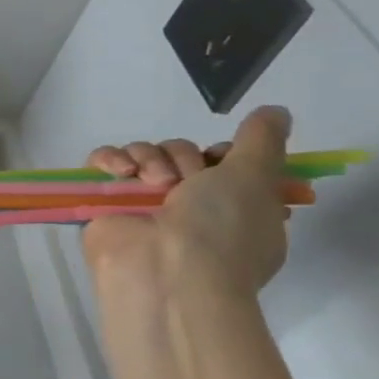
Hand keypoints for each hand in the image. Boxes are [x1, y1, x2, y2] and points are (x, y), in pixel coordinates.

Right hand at [81, 106, 293, 311]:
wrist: (164, 267)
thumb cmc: (221, 228)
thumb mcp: (256, 179)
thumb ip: (263, 141)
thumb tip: (276, 111)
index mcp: (232, 207)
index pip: (220, 161)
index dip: (220, 155)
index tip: (222, 161)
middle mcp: (188, 205)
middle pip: (179, 153)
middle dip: (181, 158)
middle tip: (183, 180)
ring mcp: (144, 203)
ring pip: (142, 154)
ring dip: (147, 159)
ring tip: (150, 181)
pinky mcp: (105, 201)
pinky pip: (103, 163)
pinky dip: (109, 159)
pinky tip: (119, 171)